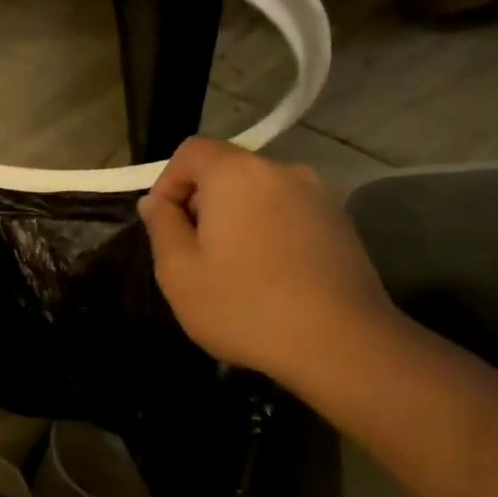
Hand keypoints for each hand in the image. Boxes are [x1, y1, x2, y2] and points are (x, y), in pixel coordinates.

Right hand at [139, 138, 396, 383]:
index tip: (162, 225)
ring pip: (258, 195)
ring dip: (234, 220)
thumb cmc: (244, 306)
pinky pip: (286, 215)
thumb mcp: (179, 272)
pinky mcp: (340, 224)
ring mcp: (319, 196)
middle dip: (201, 204)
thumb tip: (156, 202)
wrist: (341, 345)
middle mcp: (282, 171)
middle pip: (227, 171)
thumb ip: (161, 226)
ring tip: (229, 270)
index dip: (167, 182)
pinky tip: (266, 278)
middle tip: (191, 255)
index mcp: (237, 174)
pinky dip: (266, 233)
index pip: (191, 151)